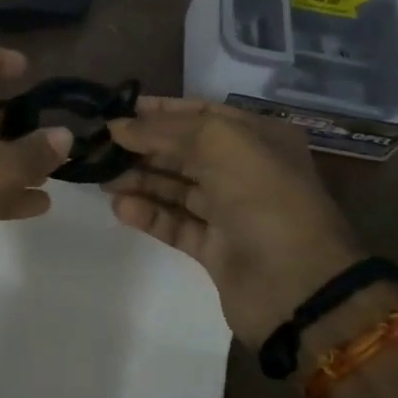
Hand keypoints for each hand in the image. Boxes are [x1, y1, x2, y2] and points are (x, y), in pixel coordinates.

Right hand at [107, 96, 365, 348]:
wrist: (297, 285)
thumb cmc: (263, 197)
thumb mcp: (219, 143)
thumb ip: (165, 130)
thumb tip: (117, 125)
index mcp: (258, 138)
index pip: (202, 115)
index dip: (161, 111)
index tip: (118, 112)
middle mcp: (246, 170)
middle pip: (185, 151)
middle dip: (144, 147)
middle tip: (100, 147)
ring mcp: (232, 212)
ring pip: (177, 188)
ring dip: (140, 179)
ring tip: (102, 177)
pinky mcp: (216, 249)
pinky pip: (176, 224)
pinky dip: (150, 214)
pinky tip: (121, 207)